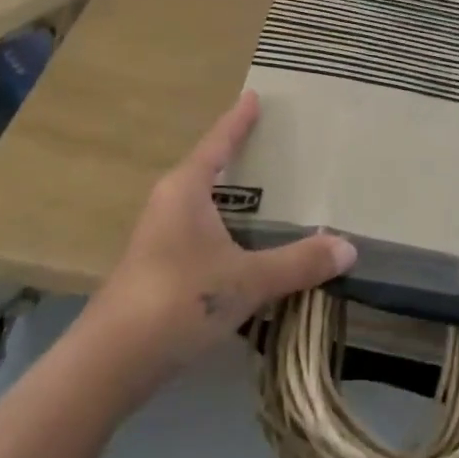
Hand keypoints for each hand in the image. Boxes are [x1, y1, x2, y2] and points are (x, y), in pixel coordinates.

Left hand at [77, 92, 355, 400]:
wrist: (110, 362)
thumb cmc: (179, 300)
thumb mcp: (246, 280)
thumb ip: (298, 264)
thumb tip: (348, 247)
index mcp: (186, 188)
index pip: (218, 142)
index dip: (238, 120)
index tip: (254, 96)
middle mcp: (169, 202)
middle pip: (208, 167)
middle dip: (238, 156)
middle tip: (274, 143)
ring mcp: (158, 235)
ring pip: (203, 203)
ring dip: (231, 198)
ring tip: (267, 194)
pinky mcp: (156, 267)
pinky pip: (199, 230)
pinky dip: (224, 228)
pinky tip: (244, 246)